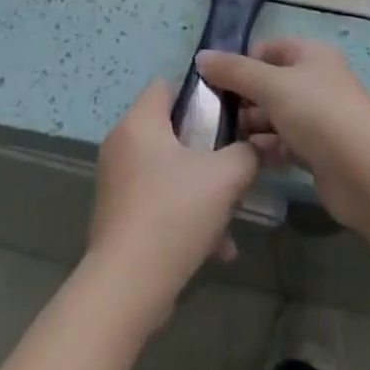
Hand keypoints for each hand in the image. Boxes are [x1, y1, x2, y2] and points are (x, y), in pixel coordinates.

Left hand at [85, 80, 258, 324]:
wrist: (127, 285)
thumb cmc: (174, 214)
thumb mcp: (225, 178)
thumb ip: (246, 153)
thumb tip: (254, 147)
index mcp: (139, 122)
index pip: (167, 85)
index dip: (199, 95)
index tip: (227, 116)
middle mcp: (121, 143)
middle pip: (170, 130)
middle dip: (206, 150)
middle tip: (232, 168)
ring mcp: (115, 180)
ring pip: (167, 170)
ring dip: (200, 189)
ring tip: (229, 218)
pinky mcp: (117, 213)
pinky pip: (157, 200)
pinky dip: (183, 214)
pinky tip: (214, 248)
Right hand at [195, 38, 369, 233]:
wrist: (368, 176)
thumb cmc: (320, 115)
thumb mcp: (271, 85)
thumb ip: (234, 71)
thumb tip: (201, 57)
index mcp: (310, 55)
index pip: (267, 49)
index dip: (240, 62)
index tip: (213, 82)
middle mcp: (315, 82)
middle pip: (269, 83)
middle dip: (242, 97)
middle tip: (212, 115)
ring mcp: (319, 118)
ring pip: (274, 115)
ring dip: (251, 125)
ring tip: (222, 140)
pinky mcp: (319, 152)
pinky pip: (284, 144)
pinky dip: (265, 148)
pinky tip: (244, 158)